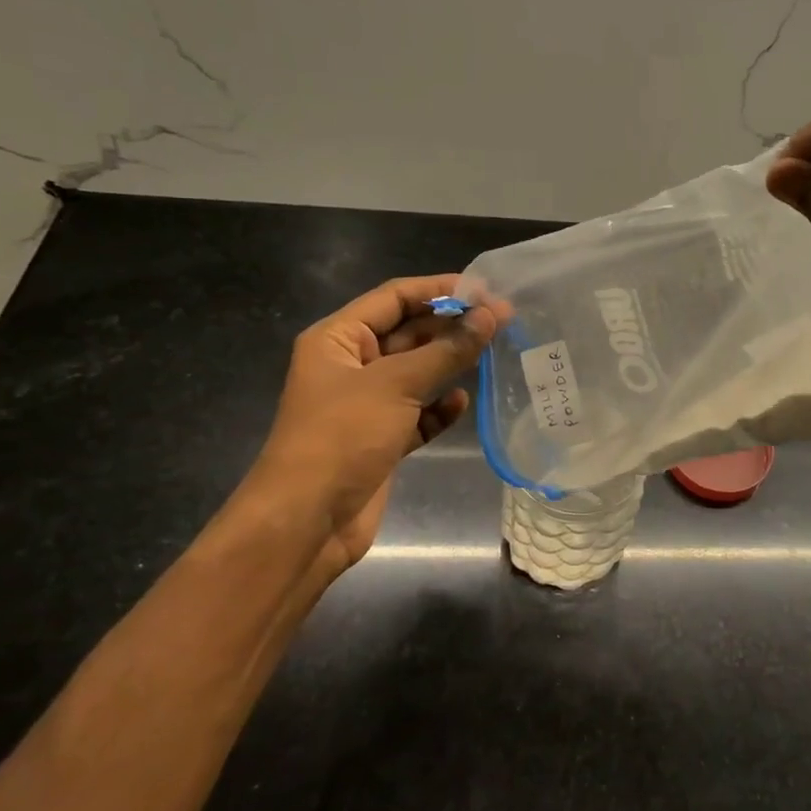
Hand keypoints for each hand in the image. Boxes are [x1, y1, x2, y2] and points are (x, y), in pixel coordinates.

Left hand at [235, 275, 497, 583]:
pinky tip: (460, 403)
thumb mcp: (396, 384)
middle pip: (407, 333)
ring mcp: (364, 405)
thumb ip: (447, 349)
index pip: (393, 298)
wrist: (306, 522)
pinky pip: (416, 414)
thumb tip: (491, 315)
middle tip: (503, 319)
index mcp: (338, 339)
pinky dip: (438, 408)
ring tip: (494, 352)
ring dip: (449, 364)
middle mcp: (350, 366)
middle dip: (451, 326)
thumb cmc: (343, 437)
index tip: (485, 289)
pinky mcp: (380, 440)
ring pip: (415, 373)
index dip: (438, 289)